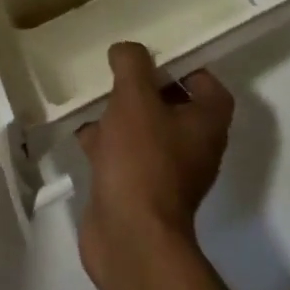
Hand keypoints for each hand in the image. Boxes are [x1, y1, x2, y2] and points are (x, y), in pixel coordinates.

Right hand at [76, 42, 233, 285]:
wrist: (130, 239)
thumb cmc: (142, 160)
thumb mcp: (135, 97)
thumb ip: (132, 64)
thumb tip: (126, 50)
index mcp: (206, 124)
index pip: (208, 85)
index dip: (185, 66)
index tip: (154, 54)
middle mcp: (194, 148)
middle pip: (174, 106)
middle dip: (145, 87)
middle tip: (118, 69)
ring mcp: (167, 173)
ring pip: (146, 130)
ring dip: (123, 113)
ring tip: (95, 94)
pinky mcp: (139, 191)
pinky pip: (125, 155)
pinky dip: (106, 141)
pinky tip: (81, 130)